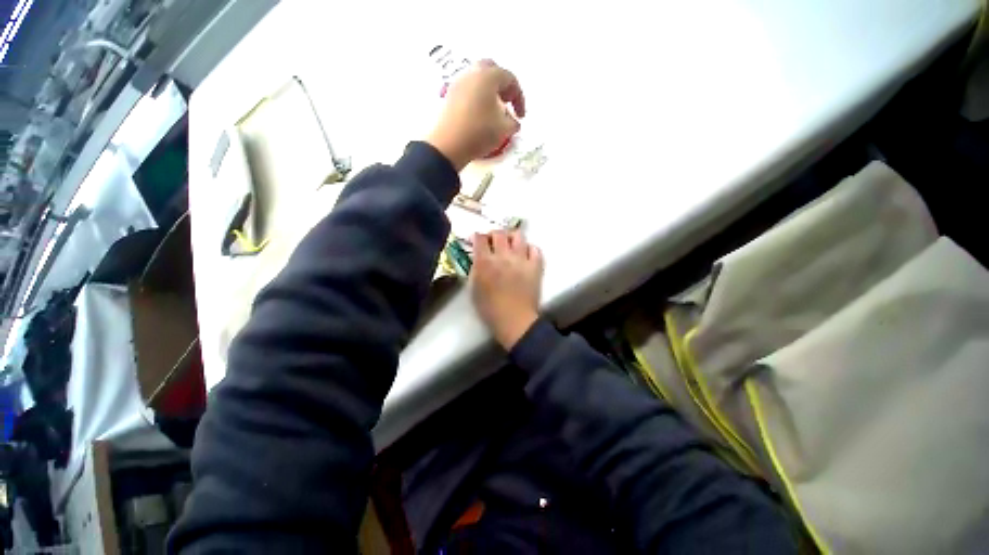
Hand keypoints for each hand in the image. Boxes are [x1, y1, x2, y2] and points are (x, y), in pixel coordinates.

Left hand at [427, 60, 526, 171]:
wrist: (449, 145)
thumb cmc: (479, 132)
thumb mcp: (504, 129)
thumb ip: (513, 123)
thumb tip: (514, 121)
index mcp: (488, 76)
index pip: (510, 79)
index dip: (519, 97)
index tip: (521, 116)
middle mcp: (472, 73)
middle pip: (492, 70)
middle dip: (503, 86)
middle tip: (507, 103)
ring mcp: (458, 83)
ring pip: (478, 79)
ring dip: (490, 91)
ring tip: (494, 111)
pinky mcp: (450, 96)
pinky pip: (468, 90)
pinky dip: (478, 97)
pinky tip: (481, 115)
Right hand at [471, 230, 542, 350]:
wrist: (515, 321)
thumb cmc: (490, 309)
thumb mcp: (473, 289)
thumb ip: (475, 270)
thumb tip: (478, 259)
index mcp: (485, 262)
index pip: (480, 238)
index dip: (477, 236)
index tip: (477, 239)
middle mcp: (503, 256)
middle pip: (499, 233)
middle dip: (494, 234)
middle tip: (493, 241)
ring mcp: (521, 260)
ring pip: (518, 235)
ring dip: (512, 238)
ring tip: (510, 245)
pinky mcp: (535, 266)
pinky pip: (535, 249)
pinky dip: (529, 249)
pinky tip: (525, 255)